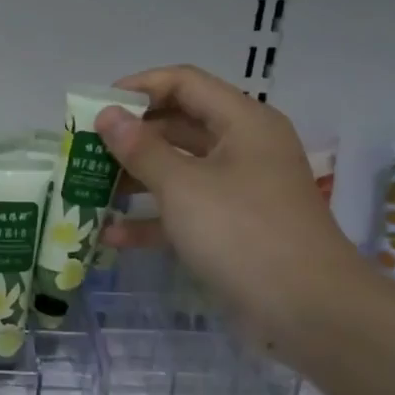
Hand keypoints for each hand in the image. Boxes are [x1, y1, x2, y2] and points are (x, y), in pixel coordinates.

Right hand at [96, 64, 365, 356]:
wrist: (309, 311)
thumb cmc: (243, 233)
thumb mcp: (183, 187)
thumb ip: (140, 149)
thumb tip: (107, 115)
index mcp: (242, 123)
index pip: (184, 83)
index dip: (138, 88)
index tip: (94, 107)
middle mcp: (243, 149)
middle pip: (179, 126)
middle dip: (130, 138)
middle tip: (85, 151)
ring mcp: (239, 191)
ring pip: (178, 171)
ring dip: (135, 179)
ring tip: (89, 189)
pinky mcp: (232, 230)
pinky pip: (185, 212)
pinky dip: (152, 220)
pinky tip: (112, 235)